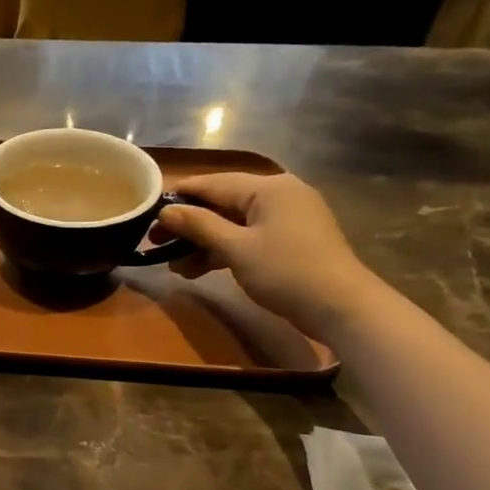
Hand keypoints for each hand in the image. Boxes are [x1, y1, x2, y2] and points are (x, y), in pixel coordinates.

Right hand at [155, 172, 388, 340]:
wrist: (341, 307)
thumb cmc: (285, 271)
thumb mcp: (236, 248)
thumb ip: (199, 225)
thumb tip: (166, 210)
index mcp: (268, 187)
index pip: (213, 183)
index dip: (179, 194)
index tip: (148, 209)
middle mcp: (279, 194)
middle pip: (223, 203)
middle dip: (189, 223)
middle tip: (155, 242)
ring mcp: (288, 218)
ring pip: (234, 223)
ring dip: (203, 242)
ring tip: (173, 264)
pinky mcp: (291, 240)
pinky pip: (248, 237)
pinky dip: (224, 250)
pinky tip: (199, 268)